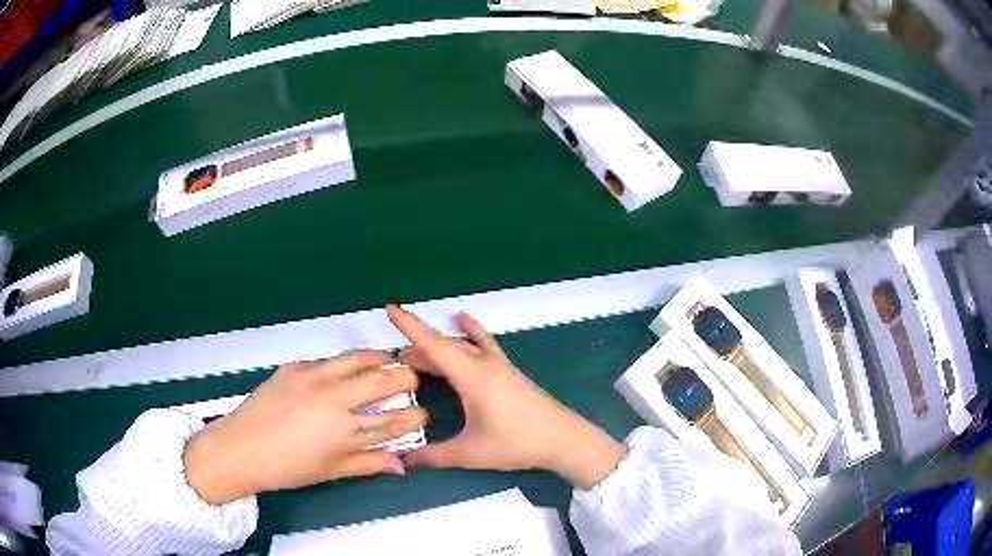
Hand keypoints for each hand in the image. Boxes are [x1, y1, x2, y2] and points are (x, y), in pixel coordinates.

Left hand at [183, 350, 425, 504]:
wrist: (240, 448)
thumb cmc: (288, 468)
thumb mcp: (331, 471)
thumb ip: (369, 464)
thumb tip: (402, 465)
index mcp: (347, 432)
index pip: (397, 419)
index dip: (417, 416)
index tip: (422, 416)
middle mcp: (335, 399)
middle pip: (386, 379)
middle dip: (408, 378)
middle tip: (412, 381)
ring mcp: (313, 378)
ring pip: (359, 357)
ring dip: (381, 358)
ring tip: (390, 360)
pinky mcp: (295, 367)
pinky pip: (328, 361)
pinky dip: (344, 364)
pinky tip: (344, 370)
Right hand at [387, 305, 624, 488]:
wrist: (563, 439)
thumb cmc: (516, 443)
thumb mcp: (471, 452)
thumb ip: (434, 455)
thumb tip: (405, 460)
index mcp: (472, 377)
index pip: (434, 346)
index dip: (410, 326)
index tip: (390, 308)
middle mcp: (484, 364)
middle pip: (445, 347)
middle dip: (417, 349)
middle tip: (396, 364)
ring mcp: (500, 365)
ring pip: (462, 346)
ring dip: (439, 347)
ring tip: (417, 356)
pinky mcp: (509, 371)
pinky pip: (483, 344)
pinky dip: (469, 333)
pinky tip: (464, 321)